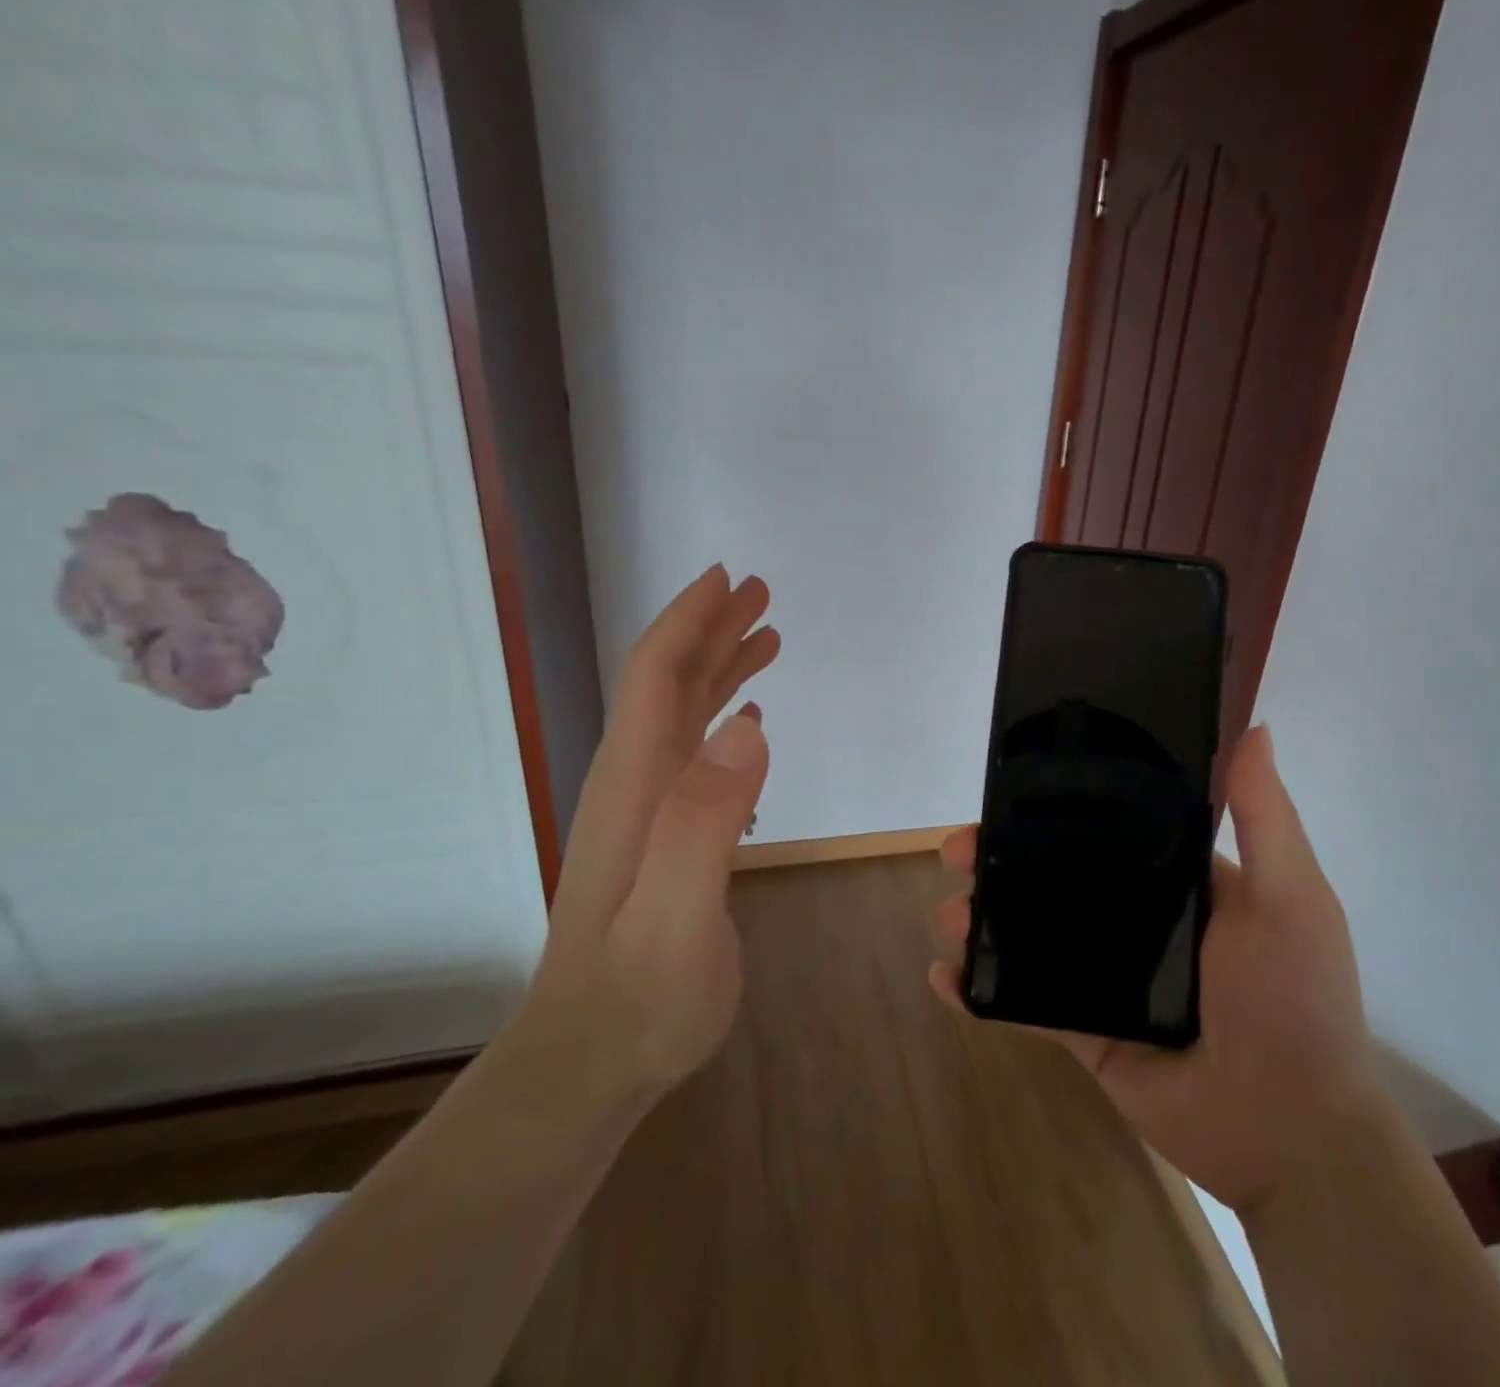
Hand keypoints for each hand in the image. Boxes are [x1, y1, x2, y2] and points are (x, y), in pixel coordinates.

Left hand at [506, 565, 780, 1123]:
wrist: (590, 1064)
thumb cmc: (639, 998)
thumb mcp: (676, 917)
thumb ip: (705, 822)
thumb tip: (748, 726)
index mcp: (635, 785)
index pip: (657, 679)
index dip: (689, 622)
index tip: (727, 579)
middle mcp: (636, 784)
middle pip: (668, 685)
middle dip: (710, 630)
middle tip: (759, 593)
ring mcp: (648, 812)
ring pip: (682, 716)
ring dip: (720, 668)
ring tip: (765, 638)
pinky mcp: (665, 838)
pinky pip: (693, 755)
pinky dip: (721, 718)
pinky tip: (747, 720)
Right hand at [928, 726, 1380, 1215]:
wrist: (1293, 1135)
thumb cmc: (1295, 1000)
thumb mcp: (1291, 898)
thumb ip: (1265, 817)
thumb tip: (1256, 727)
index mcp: (1175, 879)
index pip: (1104, 828)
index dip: (1055, 807)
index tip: (1008, 790)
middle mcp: (1136, 919)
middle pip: (1053, 876)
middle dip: (999, 859)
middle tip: (956, 852)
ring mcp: (1106, 975)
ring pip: (1030, 934)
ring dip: (981, 921)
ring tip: (947, 917)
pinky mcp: (1086, 1030)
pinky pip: (1026, 1003)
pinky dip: (982, 991)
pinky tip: (944, 977)